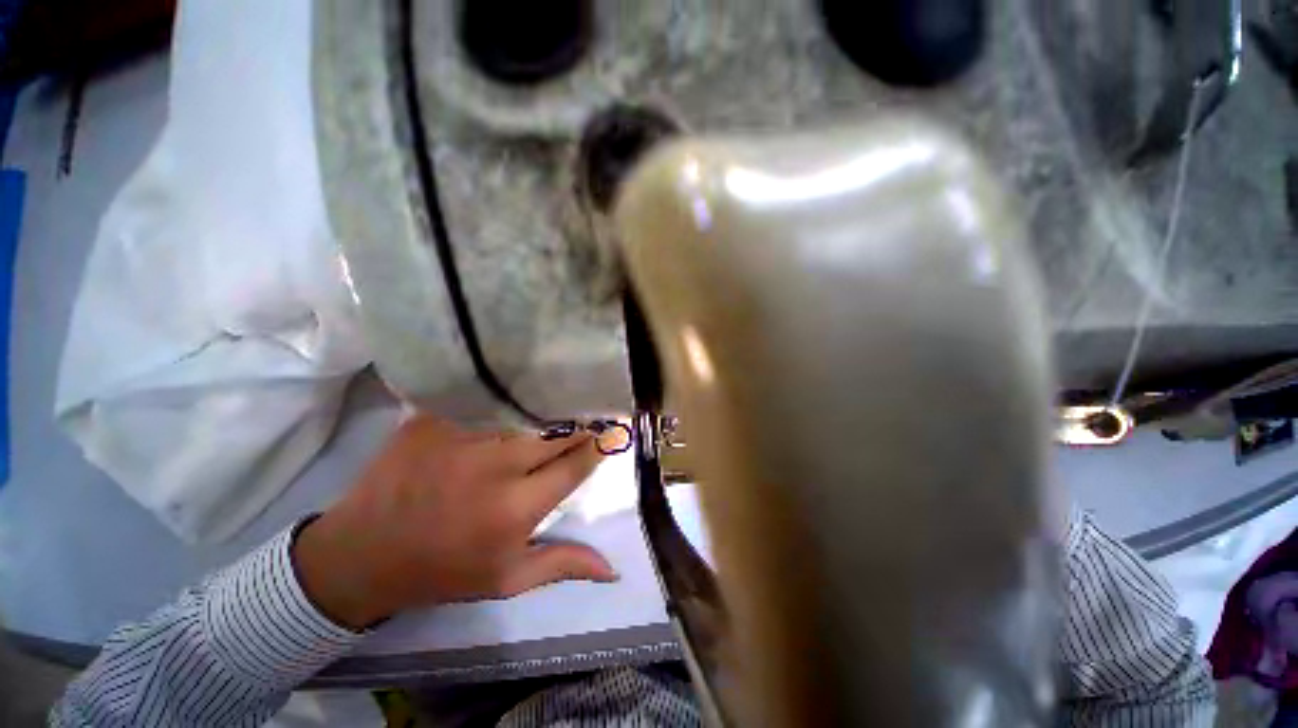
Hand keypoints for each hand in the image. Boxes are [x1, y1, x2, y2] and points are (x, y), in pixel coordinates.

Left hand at [293, 415, 615, 629]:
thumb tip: (613, 568)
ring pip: (527, 410)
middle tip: (588, 417)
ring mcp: (463, 437)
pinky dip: (510, 397)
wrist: (362, 554)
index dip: (598, 447)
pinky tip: (521, 392)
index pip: (576, 464)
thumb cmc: (443, 569)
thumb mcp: (507, 579)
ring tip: (563, 401)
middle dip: (580, 423)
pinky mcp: (435, 419)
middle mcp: (495, 467)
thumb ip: (563, 565)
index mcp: (516, 508)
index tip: (608, 436)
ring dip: (550, 407)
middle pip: (558, 431)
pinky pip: (487, 399)